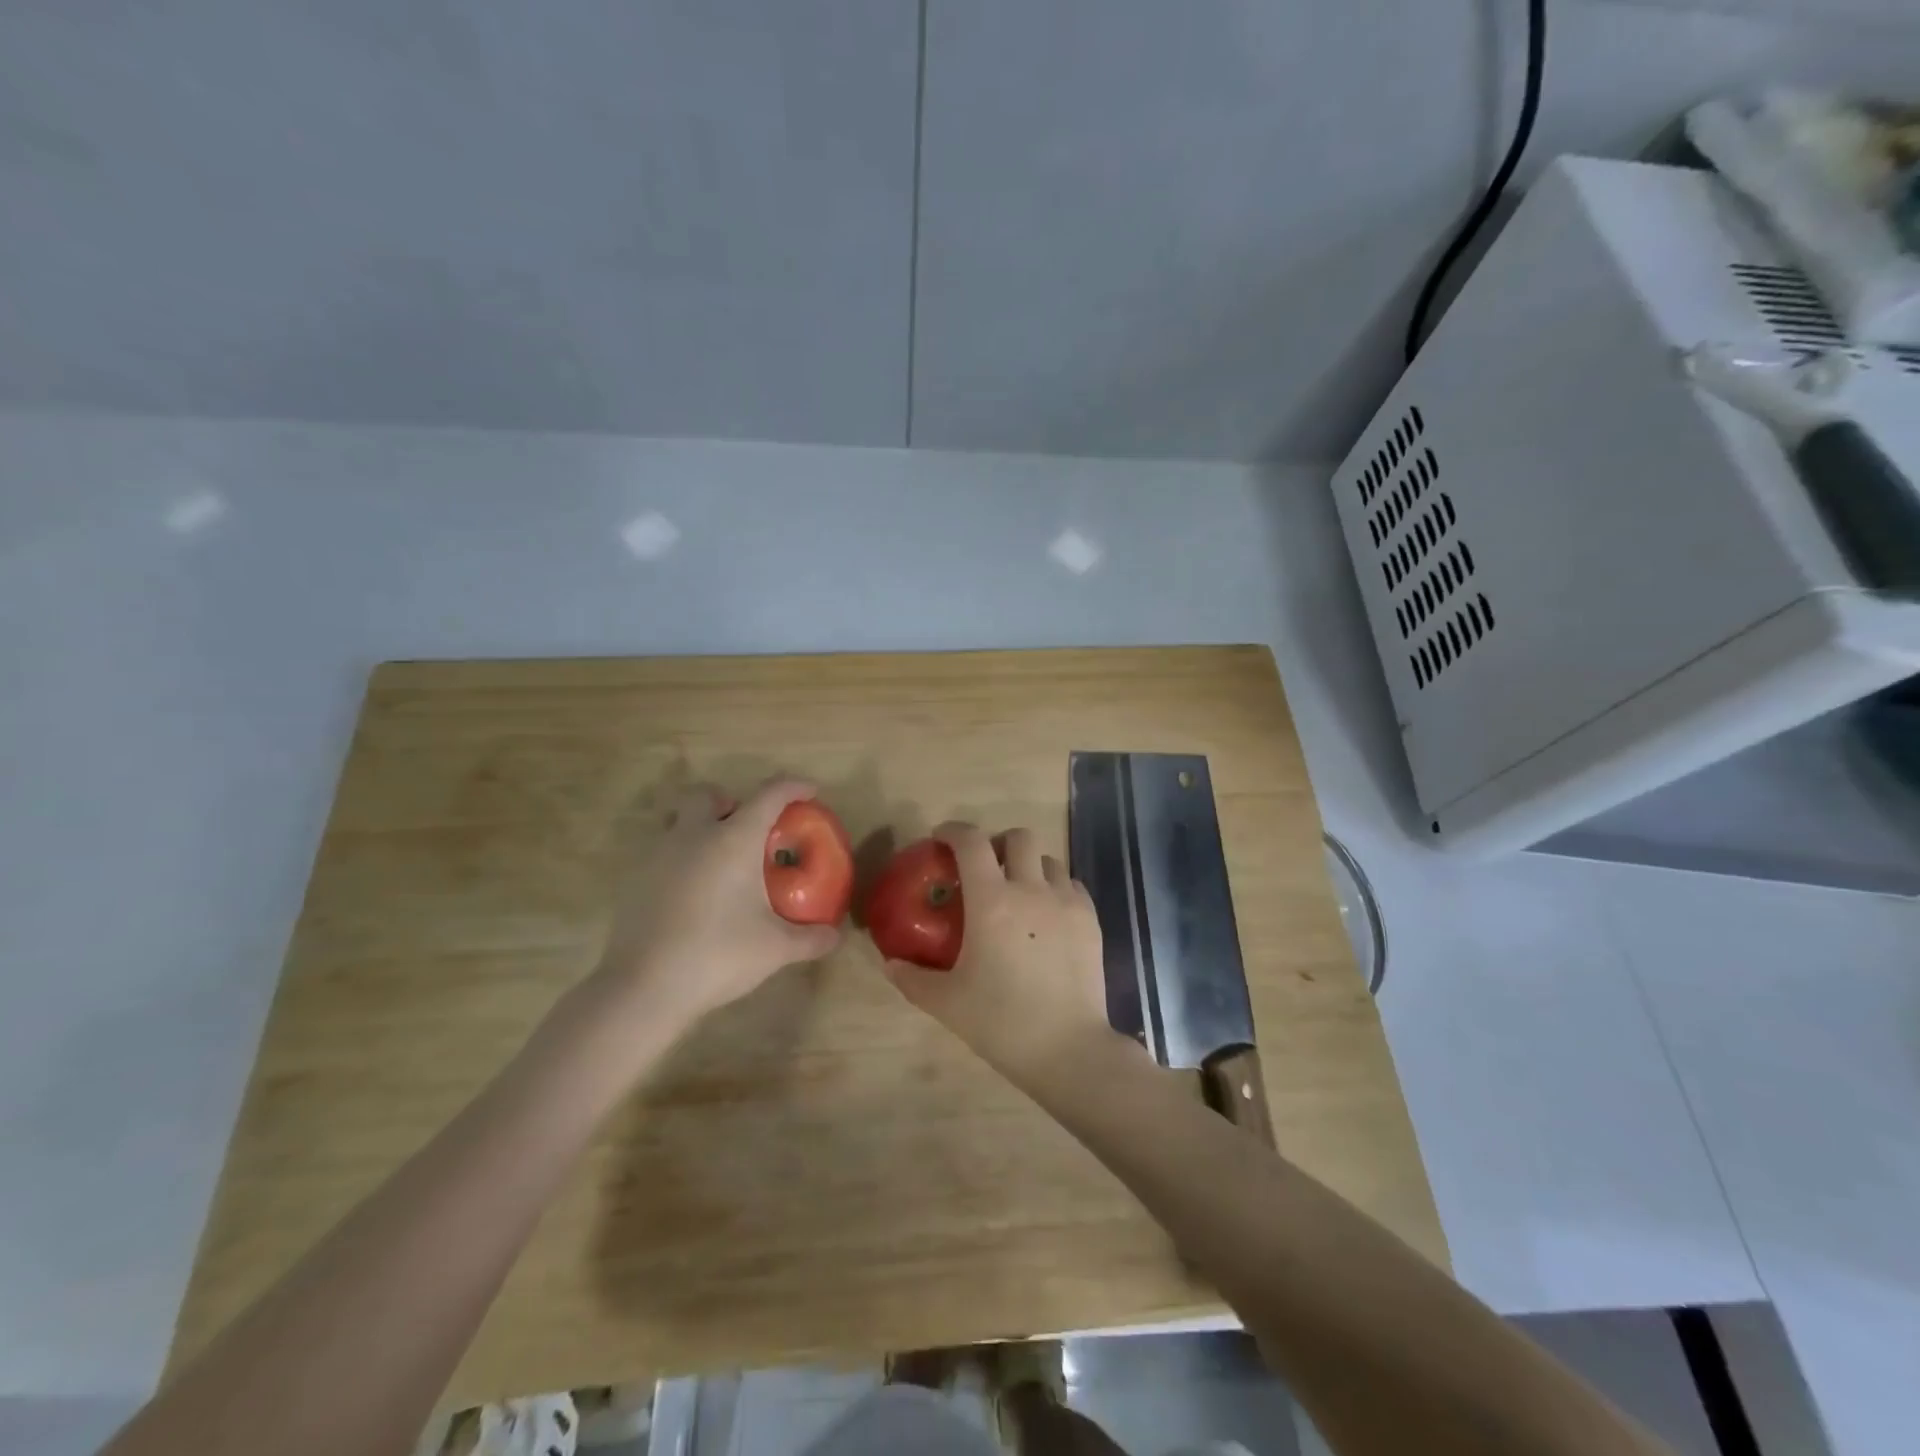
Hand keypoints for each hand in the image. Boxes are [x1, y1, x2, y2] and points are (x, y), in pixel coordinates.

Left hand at [593, 778, 841, 1035]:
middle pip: (710, 795)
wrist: (644, 987)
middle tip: (751, 832)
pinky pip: (664, 853)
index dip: (793, 786)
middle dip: (732, 803)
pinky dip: (683, 860)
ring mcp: (660, 855)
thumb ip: (810, 938)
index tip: (810, 791)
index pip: (769, 795)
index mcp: (734, 840)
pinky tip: (696, 895)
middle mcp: (695, 835)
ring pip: (680, 821)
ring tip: (723, 864)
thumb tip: (835, 936)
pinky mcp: (636, 879)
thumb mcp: (775, 949)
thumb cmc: (718, 955)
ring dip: (703, 829)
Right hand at [882, 822, 1119, 1088]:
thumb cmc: (1001, 1022)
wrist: (1068, 1049)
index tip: (941, 838)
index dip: (953, 830)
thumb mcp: (947, 1003)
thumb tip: (890, 963)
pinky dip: (1056, 887)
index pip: (971, 842)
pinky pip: (1072, 885)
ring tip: (1019, 893)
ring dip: (1029, 865)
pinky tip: (1048, 915)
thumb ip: (913, 978)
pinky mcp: (1091, 920)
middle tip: (985, 868)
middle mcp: (1031, 889)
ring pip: (1049, 859)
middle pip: (1019, 837)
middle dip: (998, 843)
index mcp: (991, 901)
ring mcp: (1066, 902)